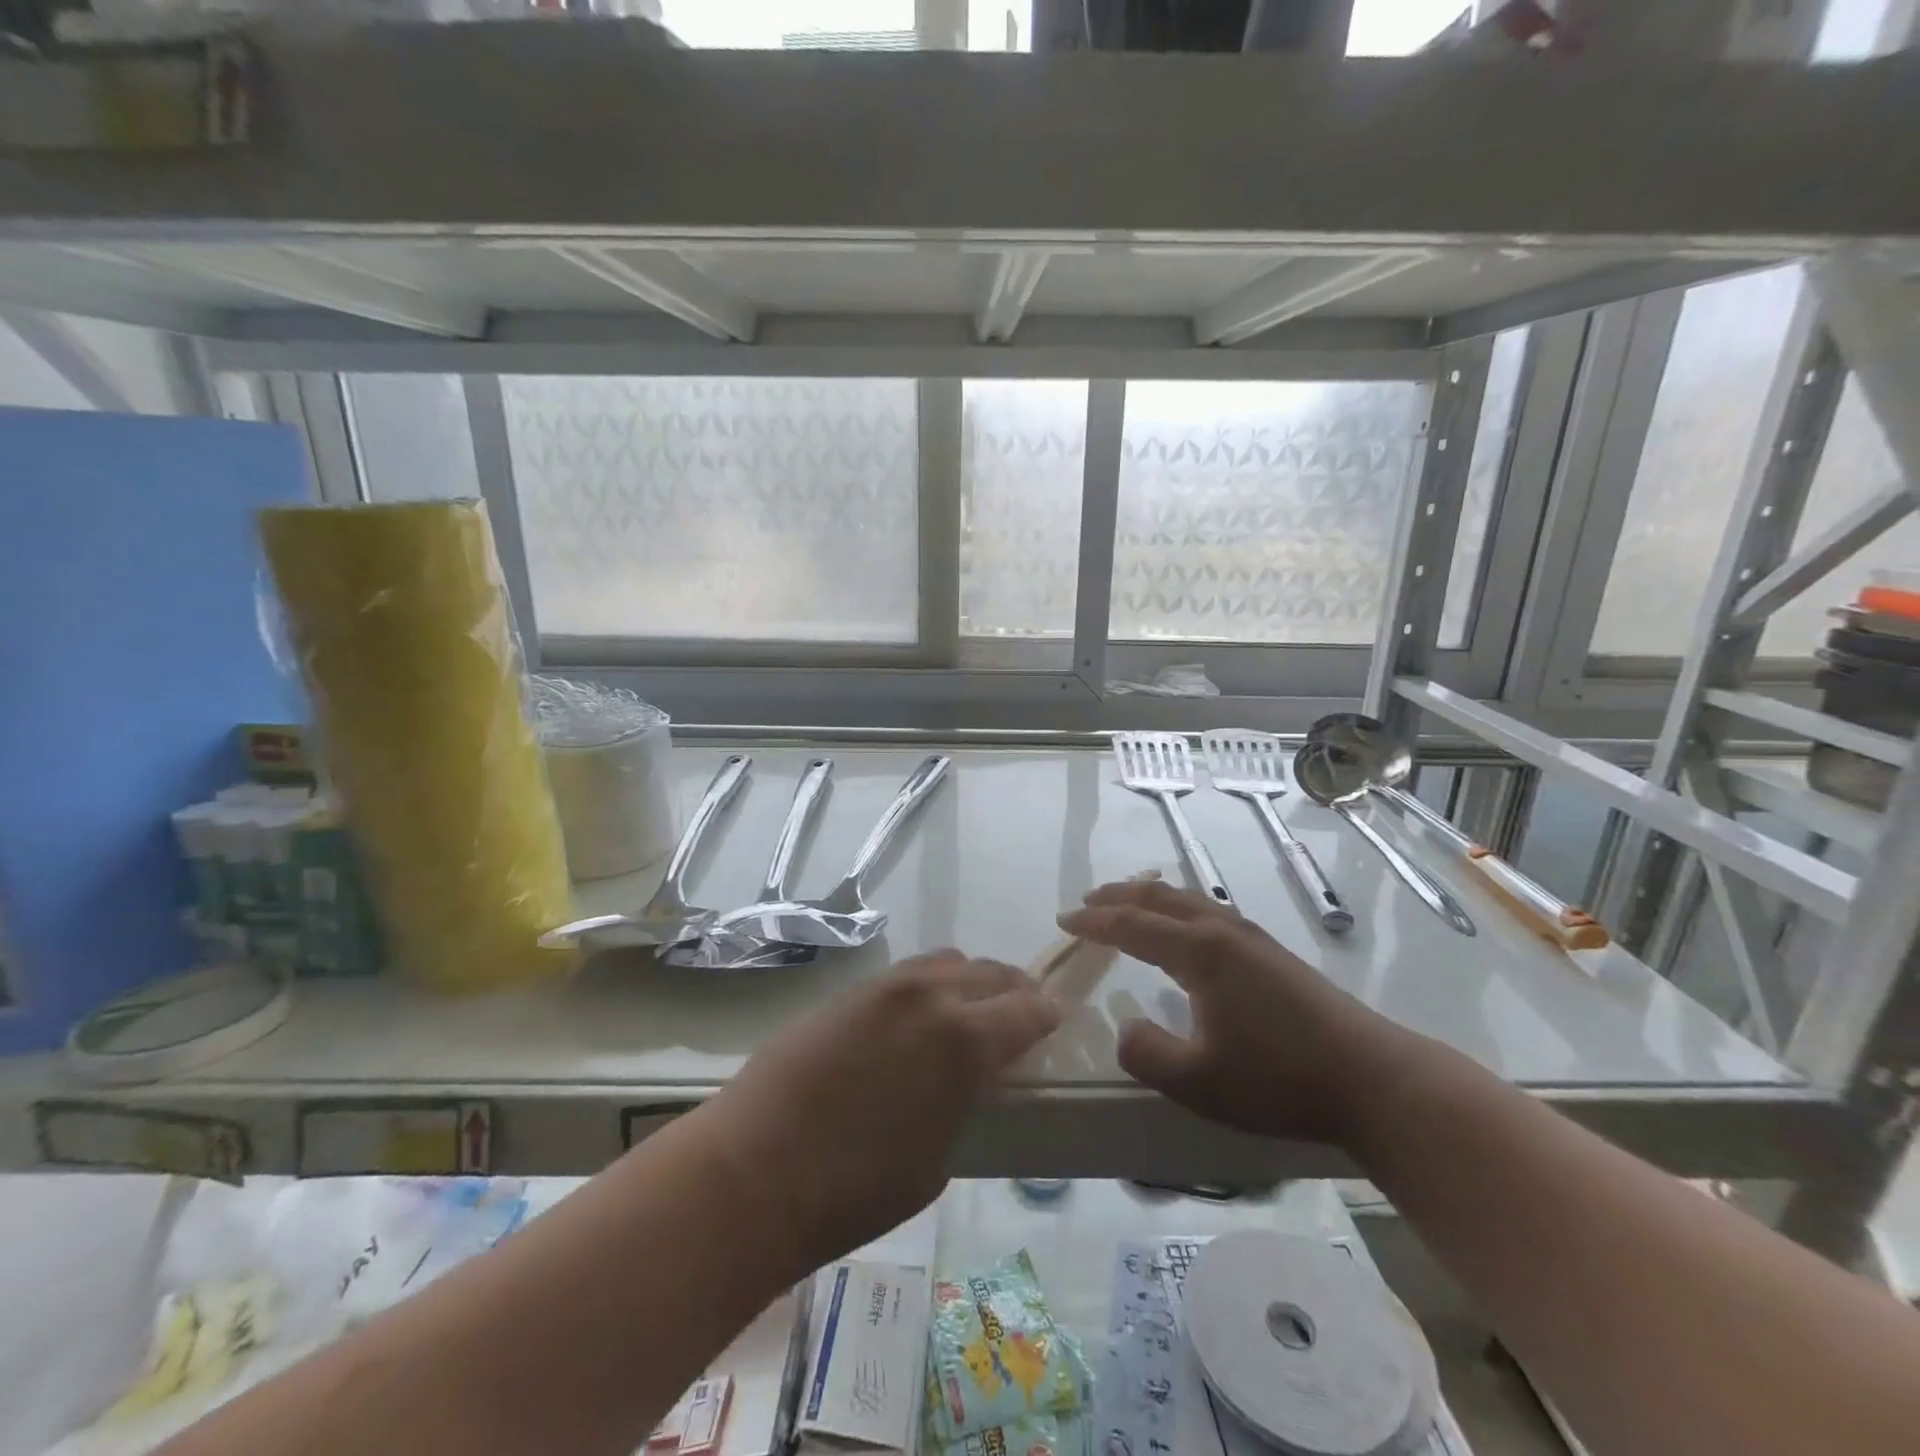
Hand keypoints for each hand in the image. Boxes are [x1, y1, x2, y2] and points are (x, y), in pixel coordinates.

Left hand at [702, 950, 1058, 1278]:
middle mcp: (931, 996)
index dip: (1048, 1013)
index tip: (1057, 1018)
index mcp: (964, 1040)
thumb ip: (964, 1101)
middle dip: (1014, 991)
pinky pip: (907, 974)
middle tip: (1022, 1012)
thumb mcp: (937, 1158)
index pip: (1027, 1009)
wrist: (754, 1169)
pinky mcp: (850, 992)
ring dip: (971, 980)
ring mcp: (886, 988)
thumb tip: (971, 1079)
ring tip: (971, 1009)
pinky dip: (931, 984)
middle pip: (990, 974)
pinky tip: (919, 1016)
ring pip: (947, 962)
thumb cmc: (855, 1190)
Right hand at [1059, 879, 1416, 1144]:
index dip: (1094, 922)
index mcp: (1200, 952)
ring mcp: (1252, 938)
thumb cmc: (1280, 1079)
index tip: (1063, 921)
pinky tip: (1185, 929)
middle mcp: (1223, 931)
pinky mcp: (1271, 952)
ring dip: (1150, 897)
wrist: (1372, 1079)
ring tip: (1127, 904)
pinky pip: (1209, 912)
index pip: (1133, 925)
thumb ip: (1148, 1055)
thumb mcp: (1200, 1083)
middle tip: (1087, 902)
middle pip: (1160, 898)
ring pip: (1188, 900)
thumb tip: (1123, 1028)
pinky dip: (1178, 908)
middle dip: (1119, 897)